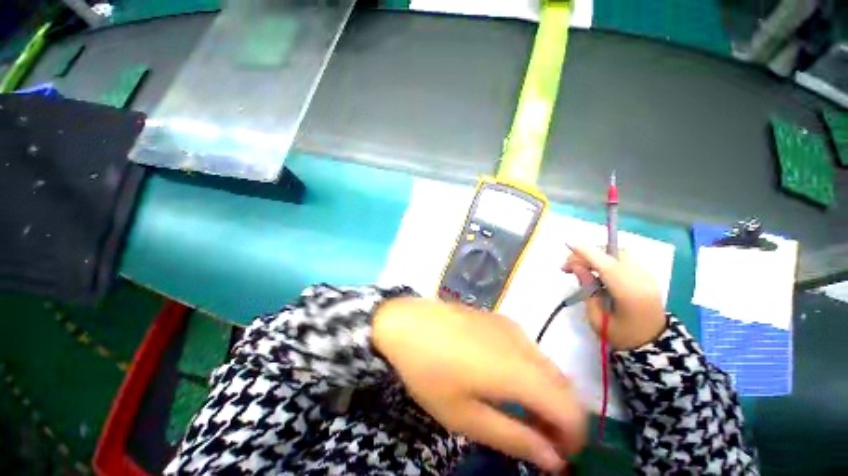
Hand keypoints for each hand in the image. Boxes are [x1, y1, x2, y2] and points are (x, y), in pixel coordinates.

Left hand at [373, 297, 585, 471]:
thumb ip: (515, 438)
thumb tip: (554, 459)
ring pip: (546, 365)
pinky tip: (505, 378)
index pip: (570, 409)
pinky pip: (527, 348)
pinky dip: (530, 370)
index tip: (557, 455)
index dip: (572, 437)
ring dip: (545, 392)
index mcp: (518, 371)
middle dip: (560, 415)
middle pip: (562, 385)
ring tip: (521, 410)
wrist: (406, 322)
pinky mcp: (497, 318)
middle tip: (538, 436)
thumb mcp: (465, 416)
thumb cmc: (429, 371)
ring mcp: (509, 326)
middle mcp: (522, 343)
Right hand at [563, 244, 666, 349]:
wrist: (655, 345)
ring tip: (581, 267)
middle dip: (588, 254)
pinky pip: (624, 259)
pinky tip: (596, 269)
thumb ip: (587, 290)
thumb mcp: (597, 318)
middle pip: (612, 254)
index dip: (586, 252)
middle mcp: (641, 280)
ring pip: (619, 254)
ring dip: (597, 256)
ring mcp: (648, 276)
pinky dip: (607, 259)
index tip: (567, 244)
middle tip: (569, 266)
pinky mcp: (647, 275)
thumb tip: (578, 268)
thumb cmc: (622, 335)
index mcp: (629, 294)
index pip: (606, 265)